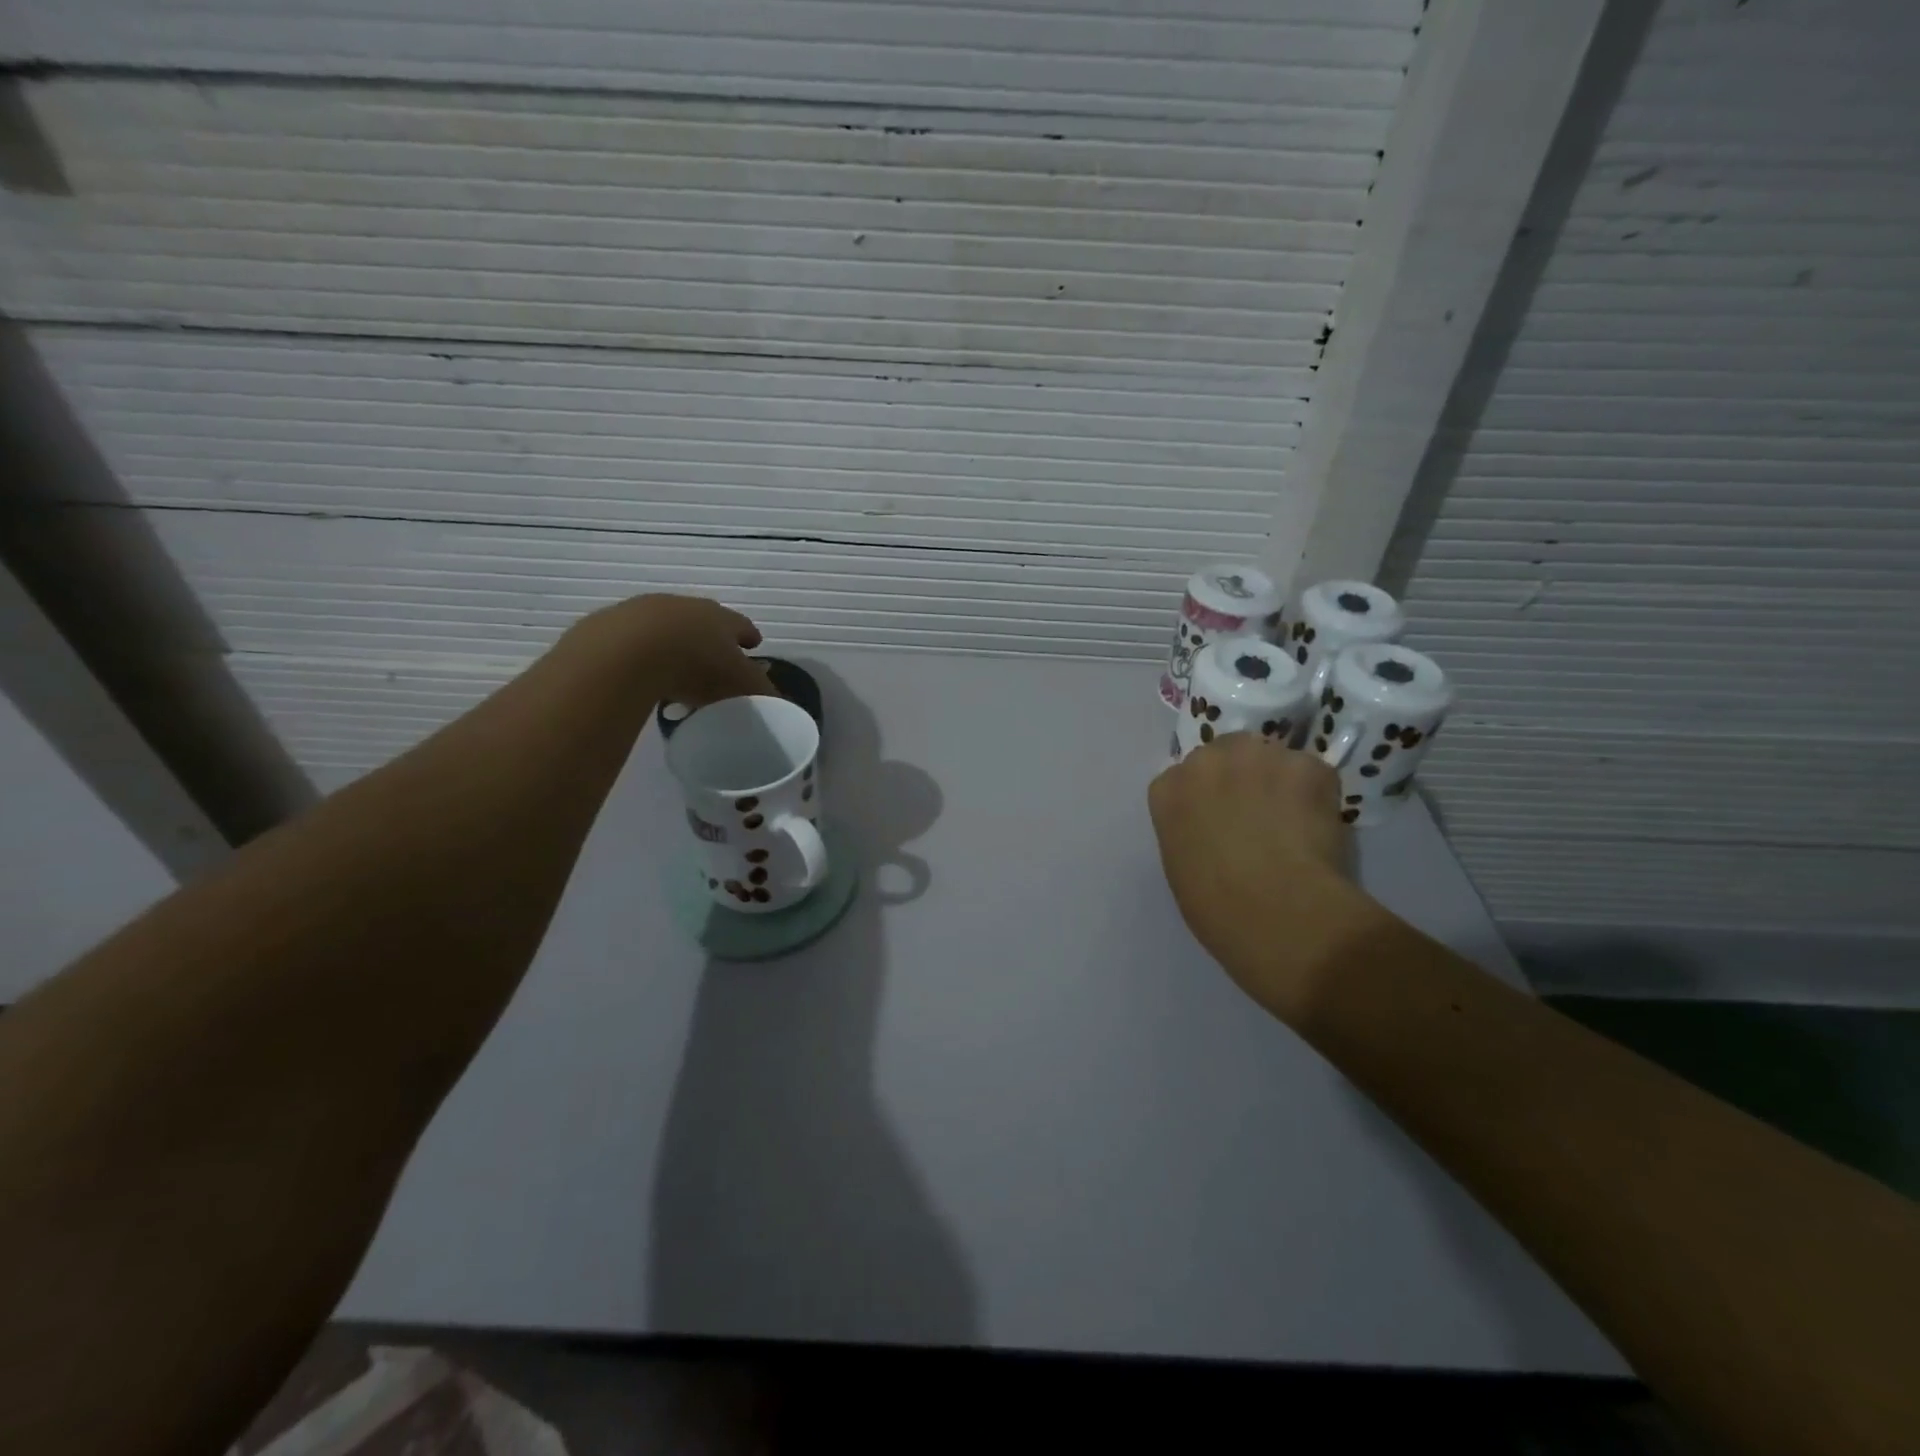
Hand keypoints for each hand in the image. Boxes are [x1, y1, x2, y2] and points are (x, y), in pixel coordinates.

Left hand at [569, 594, 771, 709]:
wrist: (627, 652)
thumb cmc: (696, 665)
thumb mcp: (739, 684)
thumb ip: (761, 692)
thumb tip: (780, 702)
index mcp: (721, 618)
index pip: (742, 625)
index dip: (749, 637)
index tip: (754, 645)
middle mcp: (687, 606)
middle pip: (705, 620)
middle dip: (712, 637)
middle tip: (715, 658)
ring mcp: (646, 611)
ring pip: (669, 626)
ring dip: (676, 643)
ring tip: (676, 670)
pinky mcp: (613, 623)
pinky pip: (636, 639)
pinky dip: (644, 652)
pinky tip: (643, 672)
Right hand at [1148, 732, 1373, 1019]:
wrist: (1278, 913)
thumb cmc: (1216, 907)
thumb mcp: (1181, 866)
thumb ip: (1189, 831)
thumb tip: (1215, 829)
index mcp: (1167, 790)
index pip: (1182, 779)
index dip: (1206, 799)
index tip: (1219, 822)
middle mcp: (1207, 760)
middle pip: (1226, 754)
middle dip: (1241, 777)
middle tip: (1259, 816)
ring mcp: (1258, 757)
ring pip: (1271, 759)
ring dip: (1280, 781)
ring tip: (1295, 822)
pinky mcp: (1307, 765)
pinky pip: (1312, 773)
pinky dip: (1317, 795)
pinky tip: (1319, 828)